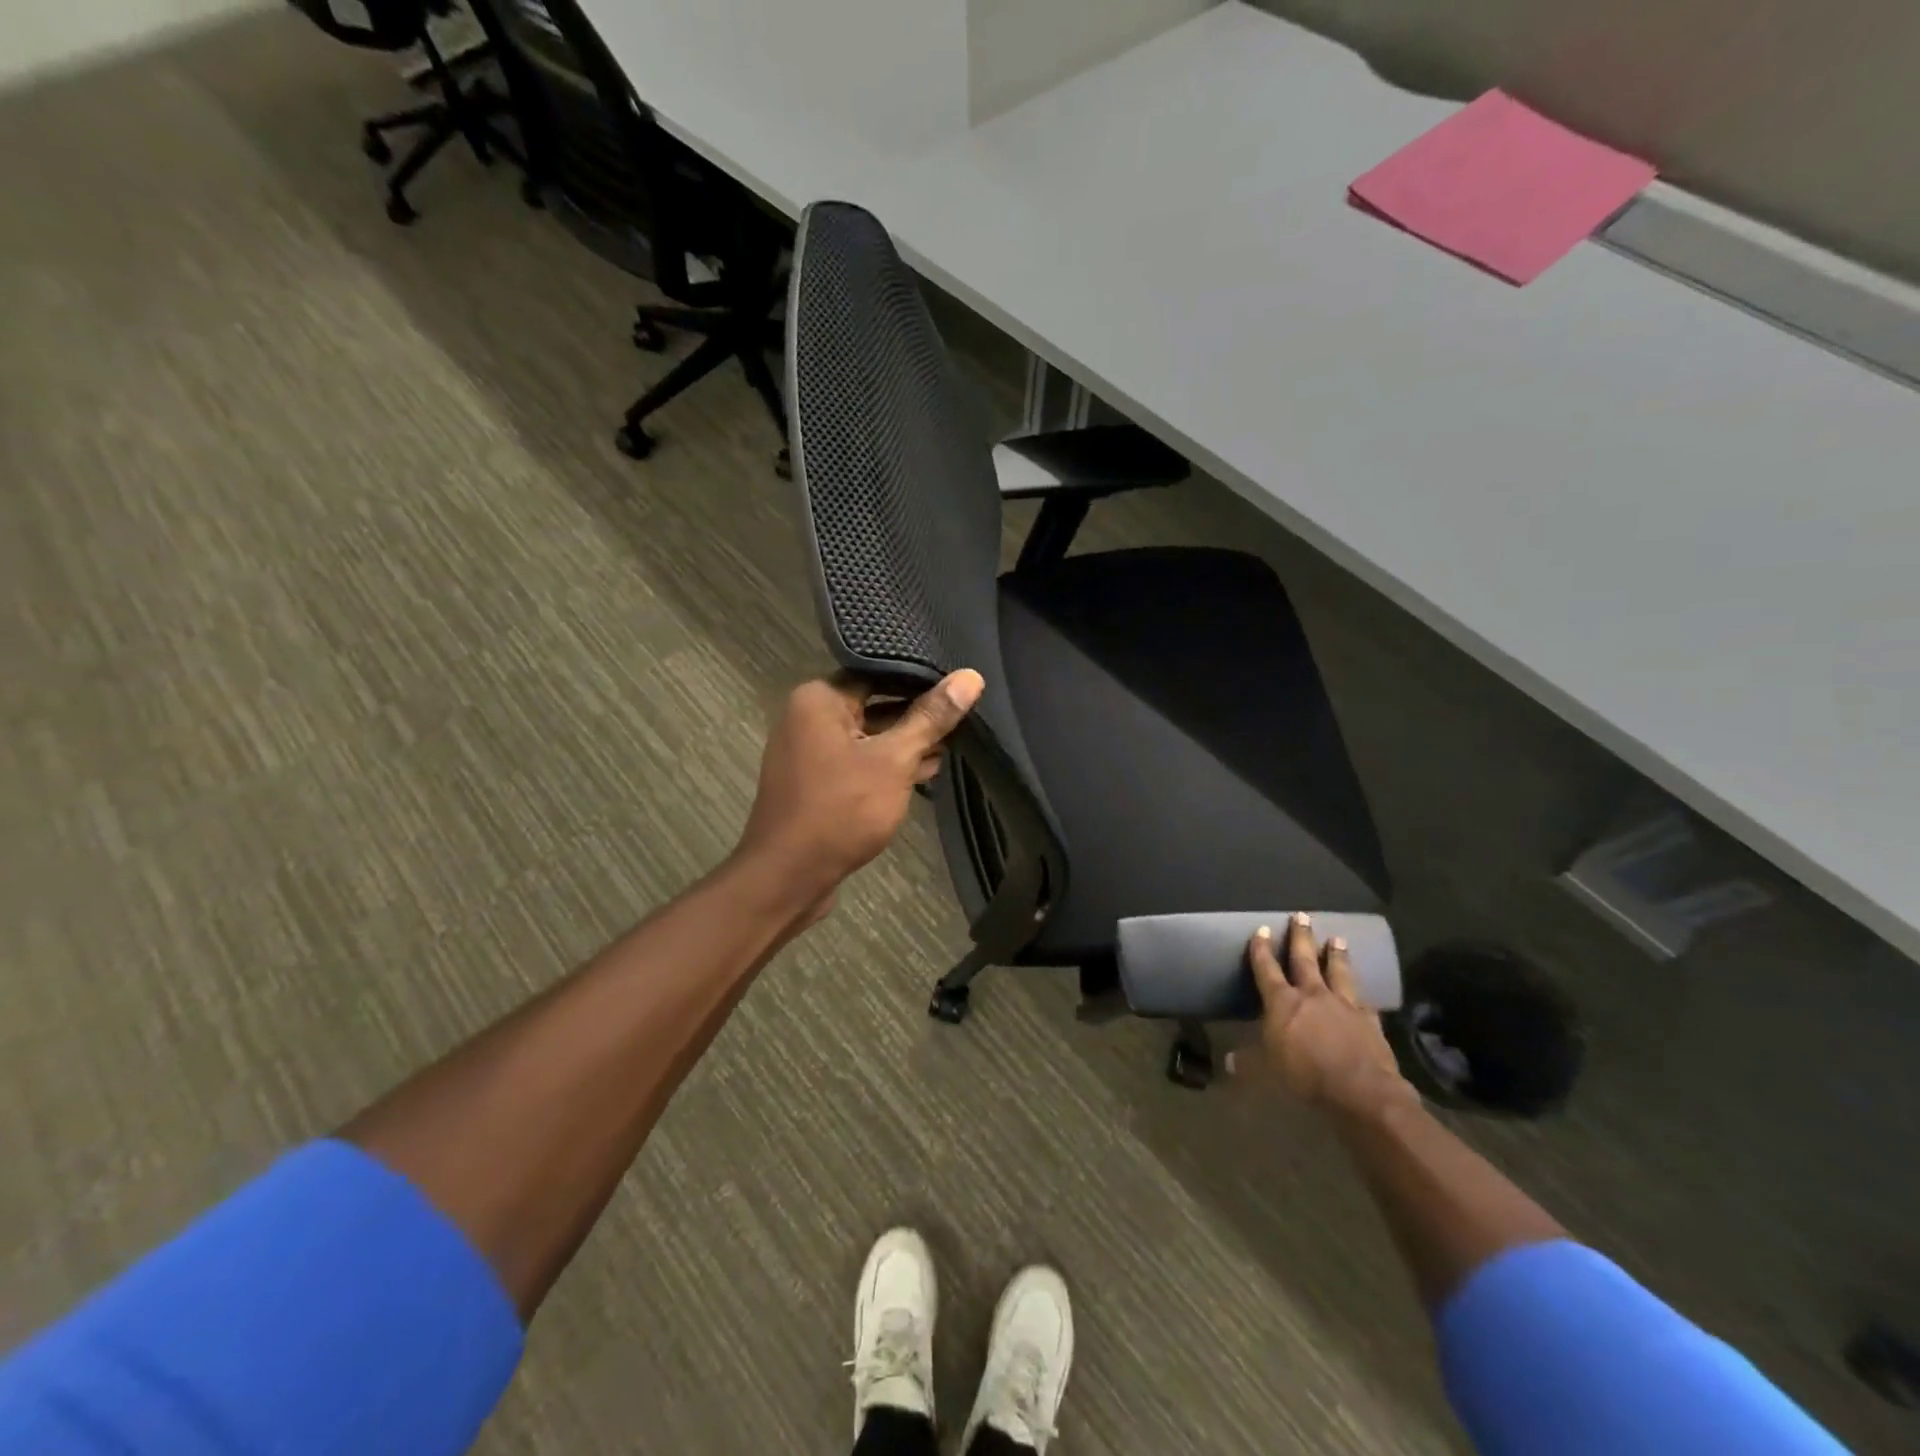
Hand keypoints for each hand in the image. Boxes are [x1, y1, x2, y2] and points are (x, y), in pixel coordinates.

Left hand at [736, 670, 984, 900]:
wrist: (788, 878)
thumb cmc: (841, 809)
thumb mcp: (894, 760)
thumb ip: (932, 717)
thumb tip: (970, 677)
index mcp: (819, 698)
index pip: (879, 672)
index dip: (921, 679)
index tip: (960, 686)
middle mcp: (809, 716)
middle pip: (875, 702)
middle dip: (918, 716)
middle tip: (965, 718)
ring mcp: (810, 751)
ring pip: (869, 735)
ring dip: (906, 744)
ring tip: (953, 746)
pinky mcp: (817, 781)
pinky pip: (858, 761)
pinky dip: (886, 766)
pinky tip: (925, 772)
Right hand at [1236, 914, 1414, 1117]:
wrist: (1362, 1091)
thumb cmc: (1305, 1076)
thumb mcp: (1266, 1071)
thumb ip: (1248, 1061)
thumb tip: (1227, 1061)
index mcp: (1282, 1002)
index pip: (1267, 969)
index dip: (1261, 949)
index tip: (1261, 929)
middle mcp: (1312, 995)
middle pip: (1304, 959)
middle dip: (1301, 937)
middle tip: (1302, 915)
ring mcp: (1344, 1005)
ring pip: (1338, 972)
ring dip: (1337, 954)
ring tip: (1338, 938)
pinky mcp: (1369, 1021)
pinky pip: (1364, 1001)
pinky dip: (1362, 994)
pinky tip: (1366, 992)